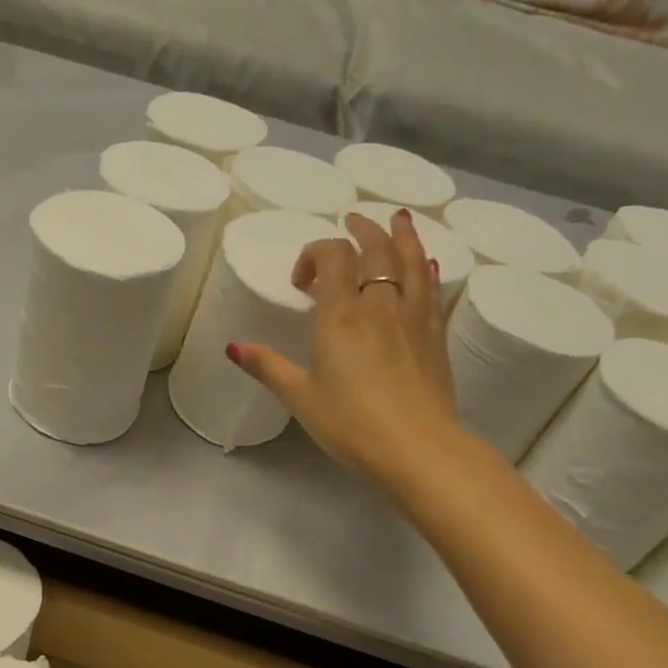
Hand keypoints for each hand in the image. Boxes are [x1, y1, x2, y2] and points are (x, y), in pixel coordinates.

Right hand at [230, 208, 457, 481]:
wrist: (417, 448)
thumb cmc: (350, 422)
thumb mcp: (299, 396)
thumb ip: (267, 366)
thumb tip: (232, 347)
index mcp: (341, 314)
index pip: (333, 255)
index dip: (314, 254)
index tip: (303, 282)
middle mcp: (379, 305)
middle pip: (375, 248)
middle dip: (361, 230)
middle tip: (351, 221)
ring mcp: (413, 317)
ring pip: (410, 260)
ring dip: (401, 235)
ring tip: (398, 218)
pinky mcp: (435, 335)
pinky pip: (431, 289)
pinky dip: (425, 268)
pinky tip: (426, 263)